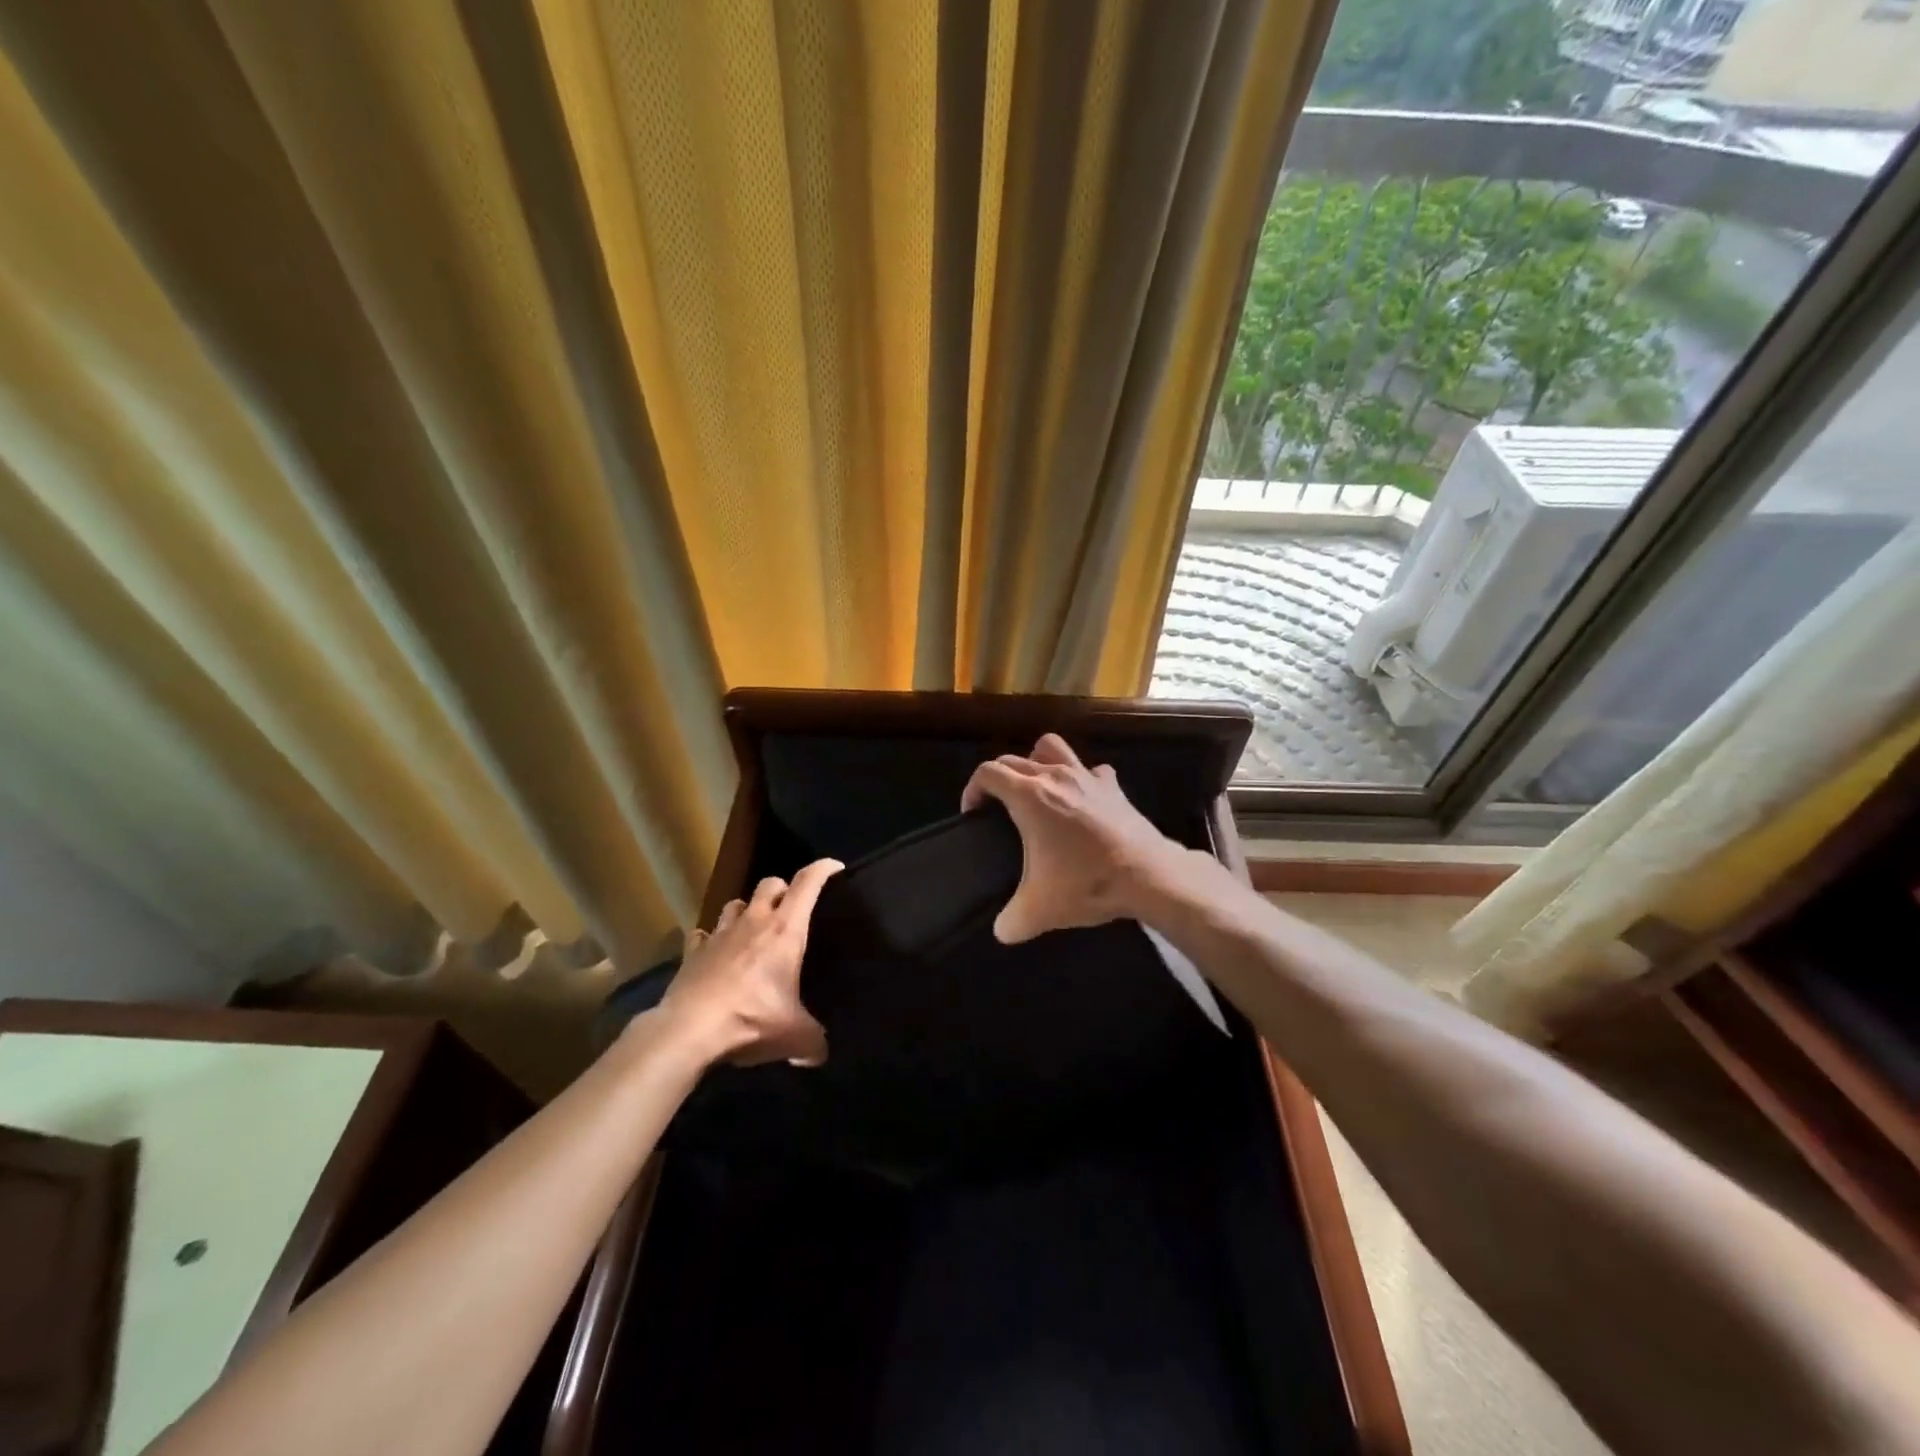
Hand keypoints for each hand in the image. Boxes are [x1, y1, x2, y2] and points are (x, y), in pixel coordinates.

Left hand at [655, 859, 841, 1067]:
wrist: (689, 1030)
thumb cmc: (751, 1020)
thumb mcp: (795, 1036)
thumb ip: (814, 1043)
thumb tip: (820, 1054)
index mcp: (785, 930)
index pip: (808, 883)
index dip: (823, 869)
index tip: (835, 868)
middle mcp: (754, 921)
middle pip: (770, 883)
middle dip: (782, 890)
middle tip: (790, 910)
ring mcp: (720, 934)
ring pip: (735, 903)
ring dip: (746, 911)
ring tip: (752, 930)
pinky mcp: (693, 951)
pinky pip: (702, 934)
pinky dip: (710, 939)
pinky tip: (714, 953)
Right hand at [960, 733, 1187, 942]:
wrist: (1148, 876)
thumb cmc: (1086, 883)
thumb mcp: (1039, 911)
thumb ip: (1011, 922)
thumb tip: (1002, 931)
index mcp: (1028, 796)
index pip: (988, 773)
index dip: (972, 789)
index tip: (972, 813)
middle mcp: (1054, 776)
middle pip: (1014, 759)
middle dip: (998, 778)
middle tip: (997, 807)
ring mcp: (1087, 776)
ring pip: (1052, 747)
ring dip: (1037, 760)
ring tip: (1035, 788)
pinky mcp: (1112, 786)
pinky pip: (1090, 770)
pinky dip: (1080, 779)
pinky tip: (1081, 801)